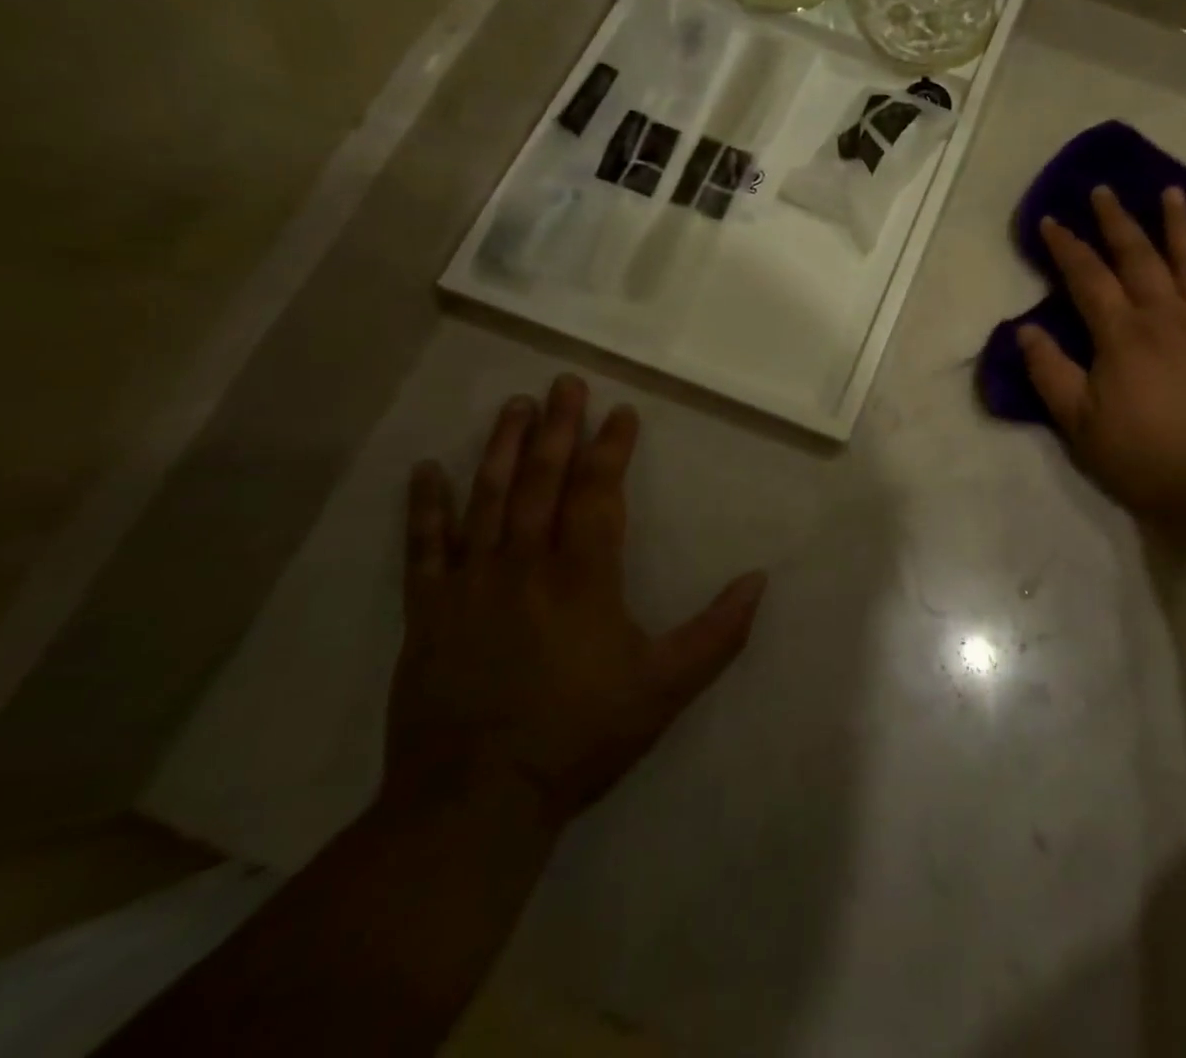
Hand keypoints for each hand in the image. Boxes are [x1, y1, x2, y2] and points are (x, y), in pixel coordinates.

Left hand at [385, 375, 764, 826]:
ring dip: (501, 448)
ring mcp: (471, 585)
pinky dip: (425, 507)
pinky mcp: (428, 612)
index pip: (598, 493)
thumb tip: (760, 580)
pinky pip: (424, 548)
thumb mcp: (666, 688)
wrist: (475, 802)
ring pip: (487, 499)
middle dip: (556, 427)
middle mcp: (524, 565)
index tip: (620, 412)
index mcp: (582, 576)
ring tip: (512, 405)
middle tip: (564, 382)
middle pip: (541, 480)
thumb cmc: (579, 736)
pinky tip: (426, 470)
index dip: (610, 449)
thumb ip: (718, 632)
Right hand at [1017, 186, 1185, 530]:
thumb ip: (1051, 375)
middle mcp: (1166, 314)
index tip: (1051, 220)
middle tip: (1103, 190)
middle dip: (1116, 220)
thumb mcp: (1083, 427)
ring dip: (1178, 223)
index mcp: (1122, 334)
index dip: (1066, 246)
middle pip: (1138, 255)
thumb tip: (1024, 330)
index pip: (1087, 277)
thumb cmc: (1152, 458)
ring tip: (1170, 191)